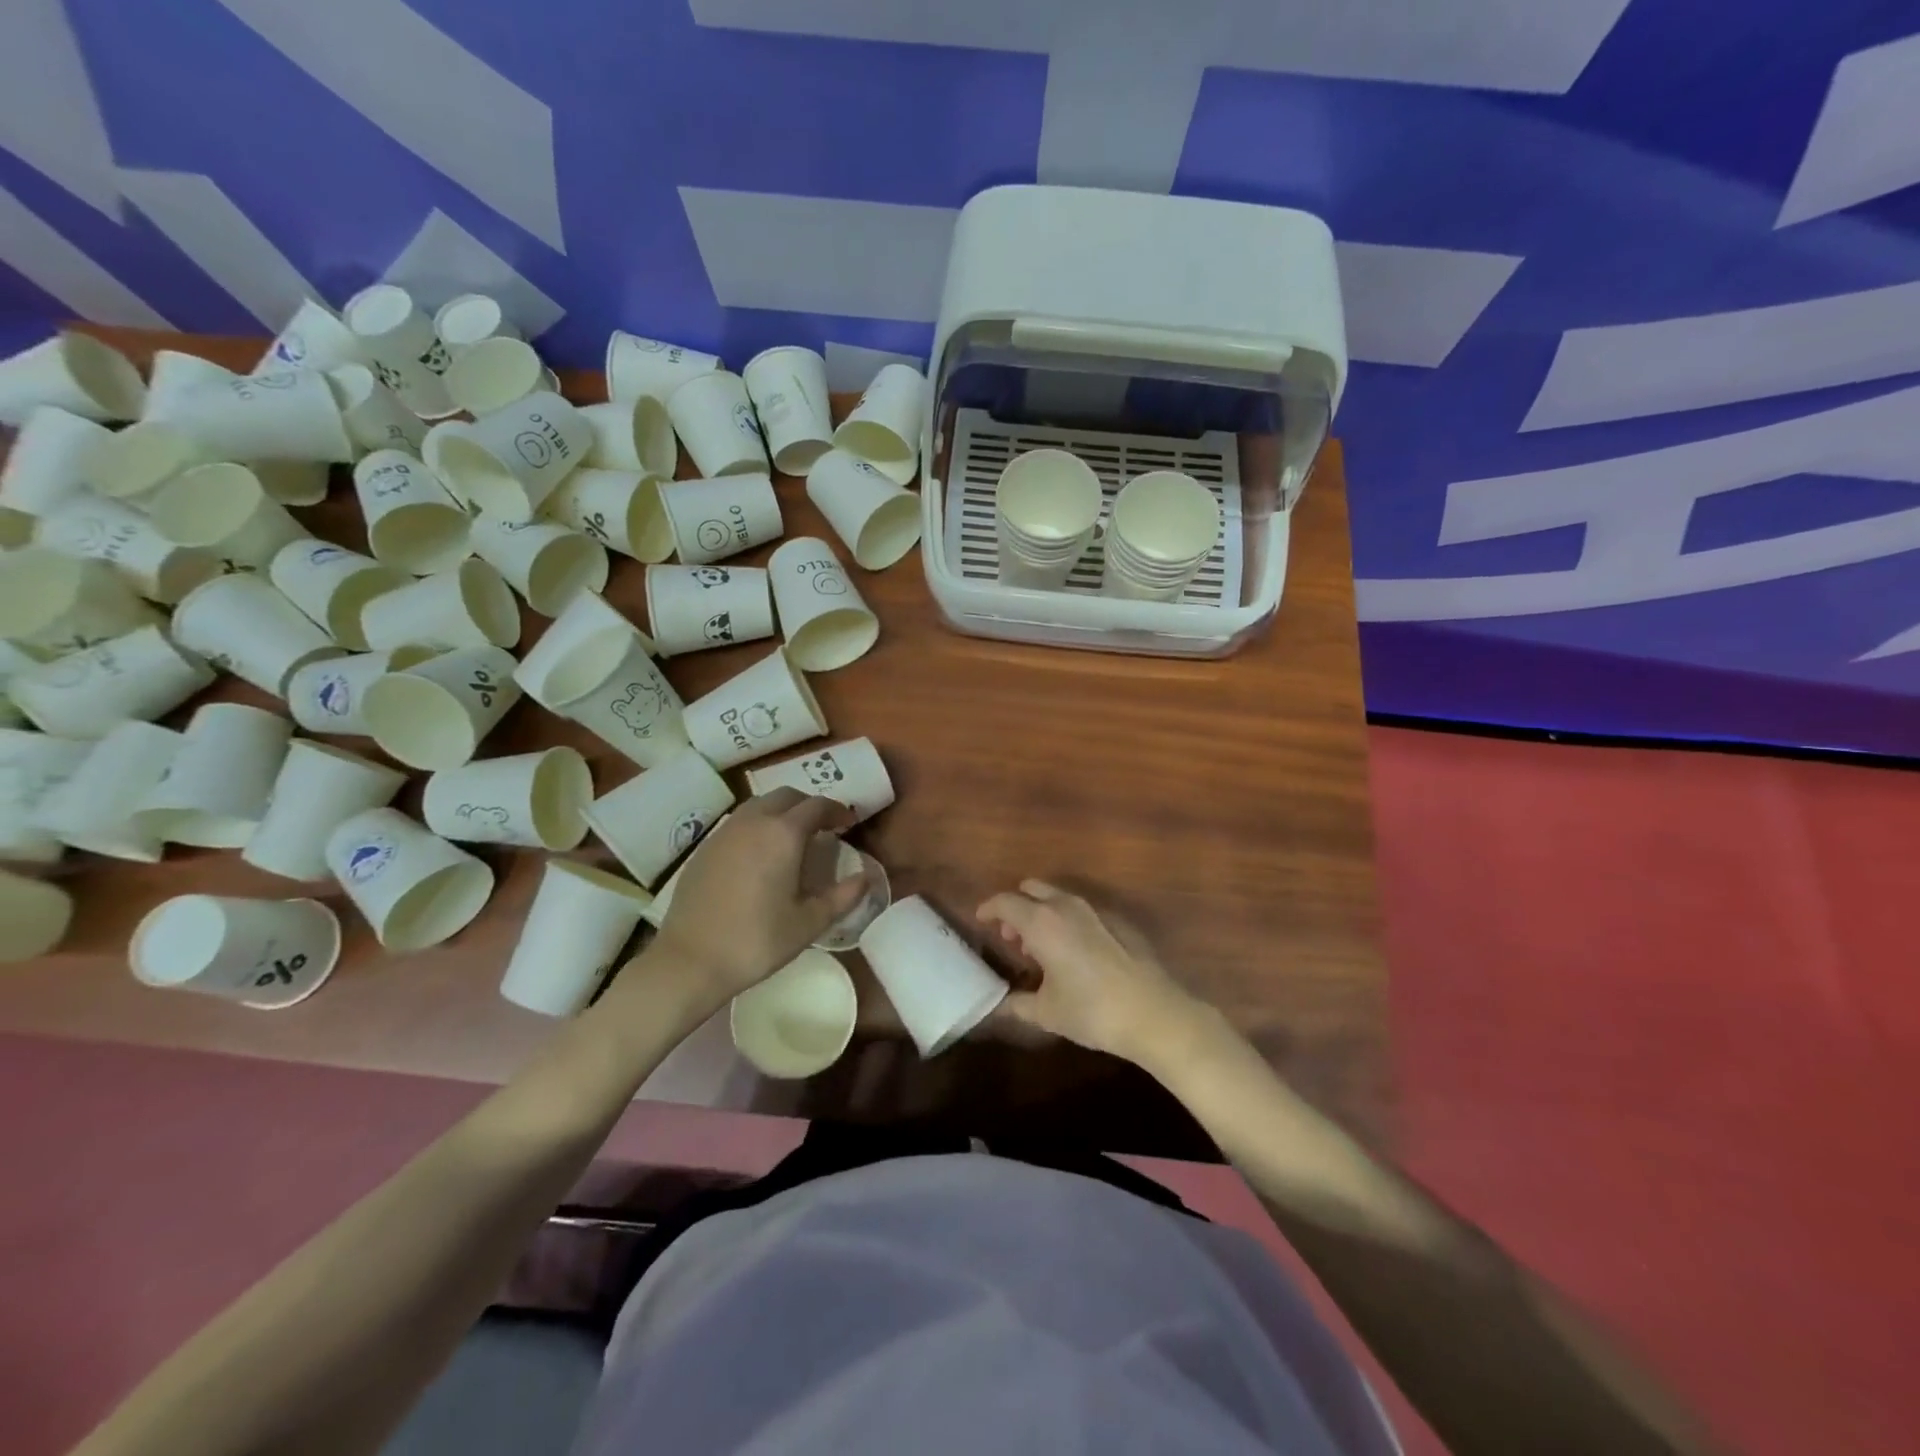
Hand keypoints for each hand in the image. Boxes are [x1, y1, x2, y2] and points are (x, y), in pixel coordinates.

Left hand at [655, 790, 869, 1000]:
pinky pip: (739, 822)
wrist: (690, 960)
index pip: (817, 805)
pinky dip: (758, 826)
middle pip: (787, 796)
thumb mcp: (809, 922)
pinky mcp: (705, 847)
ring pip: (759, 805)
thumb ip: (843, 896)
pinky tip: (760, 855)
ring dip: (781, 812)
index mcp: (783, 834)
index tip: (848, 824)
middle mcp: (754, 822)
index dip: (837, 811)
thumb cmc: (757, 940)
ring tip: (792, 839)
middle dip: (809, 806)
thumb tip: (866, 877)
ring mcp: (725, 832)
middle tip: (823, 828)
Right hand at [975, 880, 1205, 1065]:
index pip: (1005, 902)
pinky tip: (1072, 953)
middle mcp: (1066, 907)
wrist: (1153, 1013)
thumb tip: (996, 1005)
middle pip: (1032, 890)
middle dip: (1016, 907)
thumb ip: (1016, 1004)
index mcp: (1042, 922)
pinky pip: (1080, 911)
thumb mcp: (1046, 1012)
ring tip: (1039, 948)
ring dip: (1042, 914)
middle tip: (1011, 937)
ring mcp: (1095, 910)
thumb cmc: (1092, 1011)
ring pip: (1058, 898)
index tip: (981, 920)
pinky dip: (1067, 922)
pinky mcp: (1117, 921)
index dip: (989, 909)